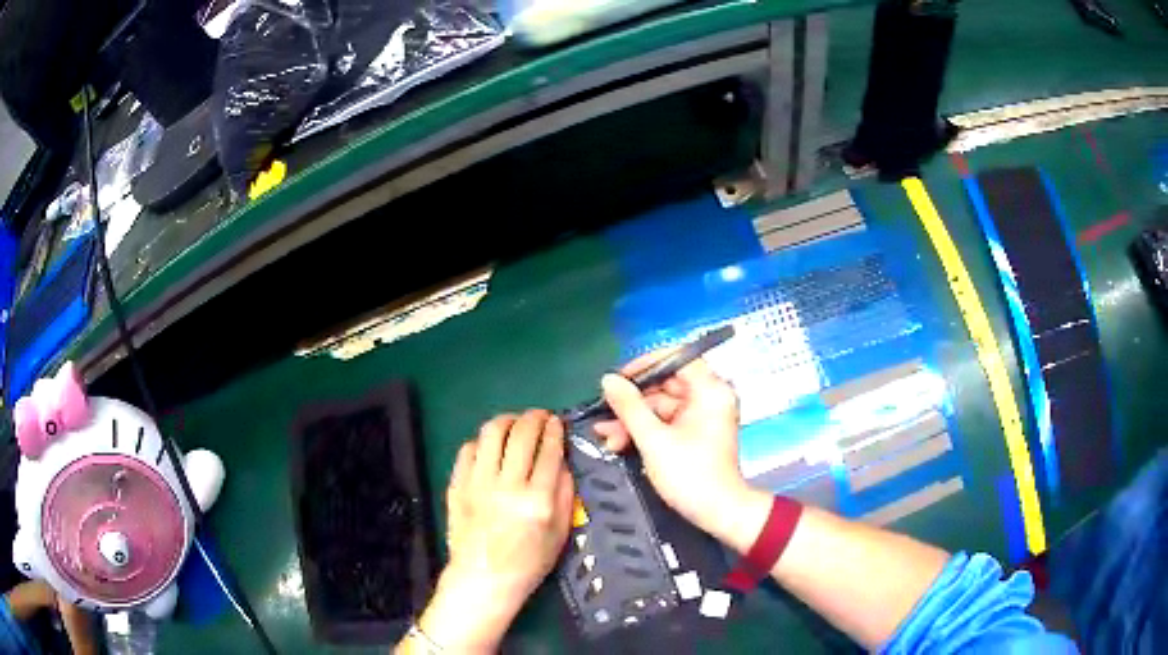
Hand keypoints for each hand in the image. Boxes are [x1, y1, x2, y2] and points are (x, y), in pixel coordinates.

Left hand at [416, 410, 573, 651]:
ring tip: (514, 424)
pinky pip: (468, 449)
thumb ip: (564, 494)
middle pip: (521, 434)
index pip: (549, 450)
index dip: (554, 429)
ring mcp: (477, 483)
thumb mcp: (560, 533)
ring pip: (491, 433)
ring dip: (507, 421)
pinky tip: (490, 447)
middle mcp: (507, 486)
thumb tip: (562, 462)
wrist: (484, 578)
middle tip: (539, 416)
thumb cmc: (528, 562)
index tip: (556, 421)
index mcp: (537, 500)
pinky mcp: (457, 485)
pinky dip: (483, 442)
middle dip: (534, 418)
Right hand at [593, 355, 761, 546]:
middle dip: (632, 402)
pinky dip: (644, 431)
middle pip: (665, 385)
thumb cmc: (689, 474)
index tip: (619, 378)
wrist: (717, 512)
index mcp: (709, 391)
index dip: (646, 364)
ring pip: (660, 407)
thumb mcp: (653, 439)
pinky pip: (666, 422)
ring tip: (605, 436)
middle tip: (603, 412)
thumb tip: (608, 379)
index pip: (677, 358)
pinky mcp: (695, 433)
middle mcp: (709, 397)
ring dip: (633, 421)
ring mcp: (702, 416)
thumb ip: (629, 407)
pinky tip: (619, 442)